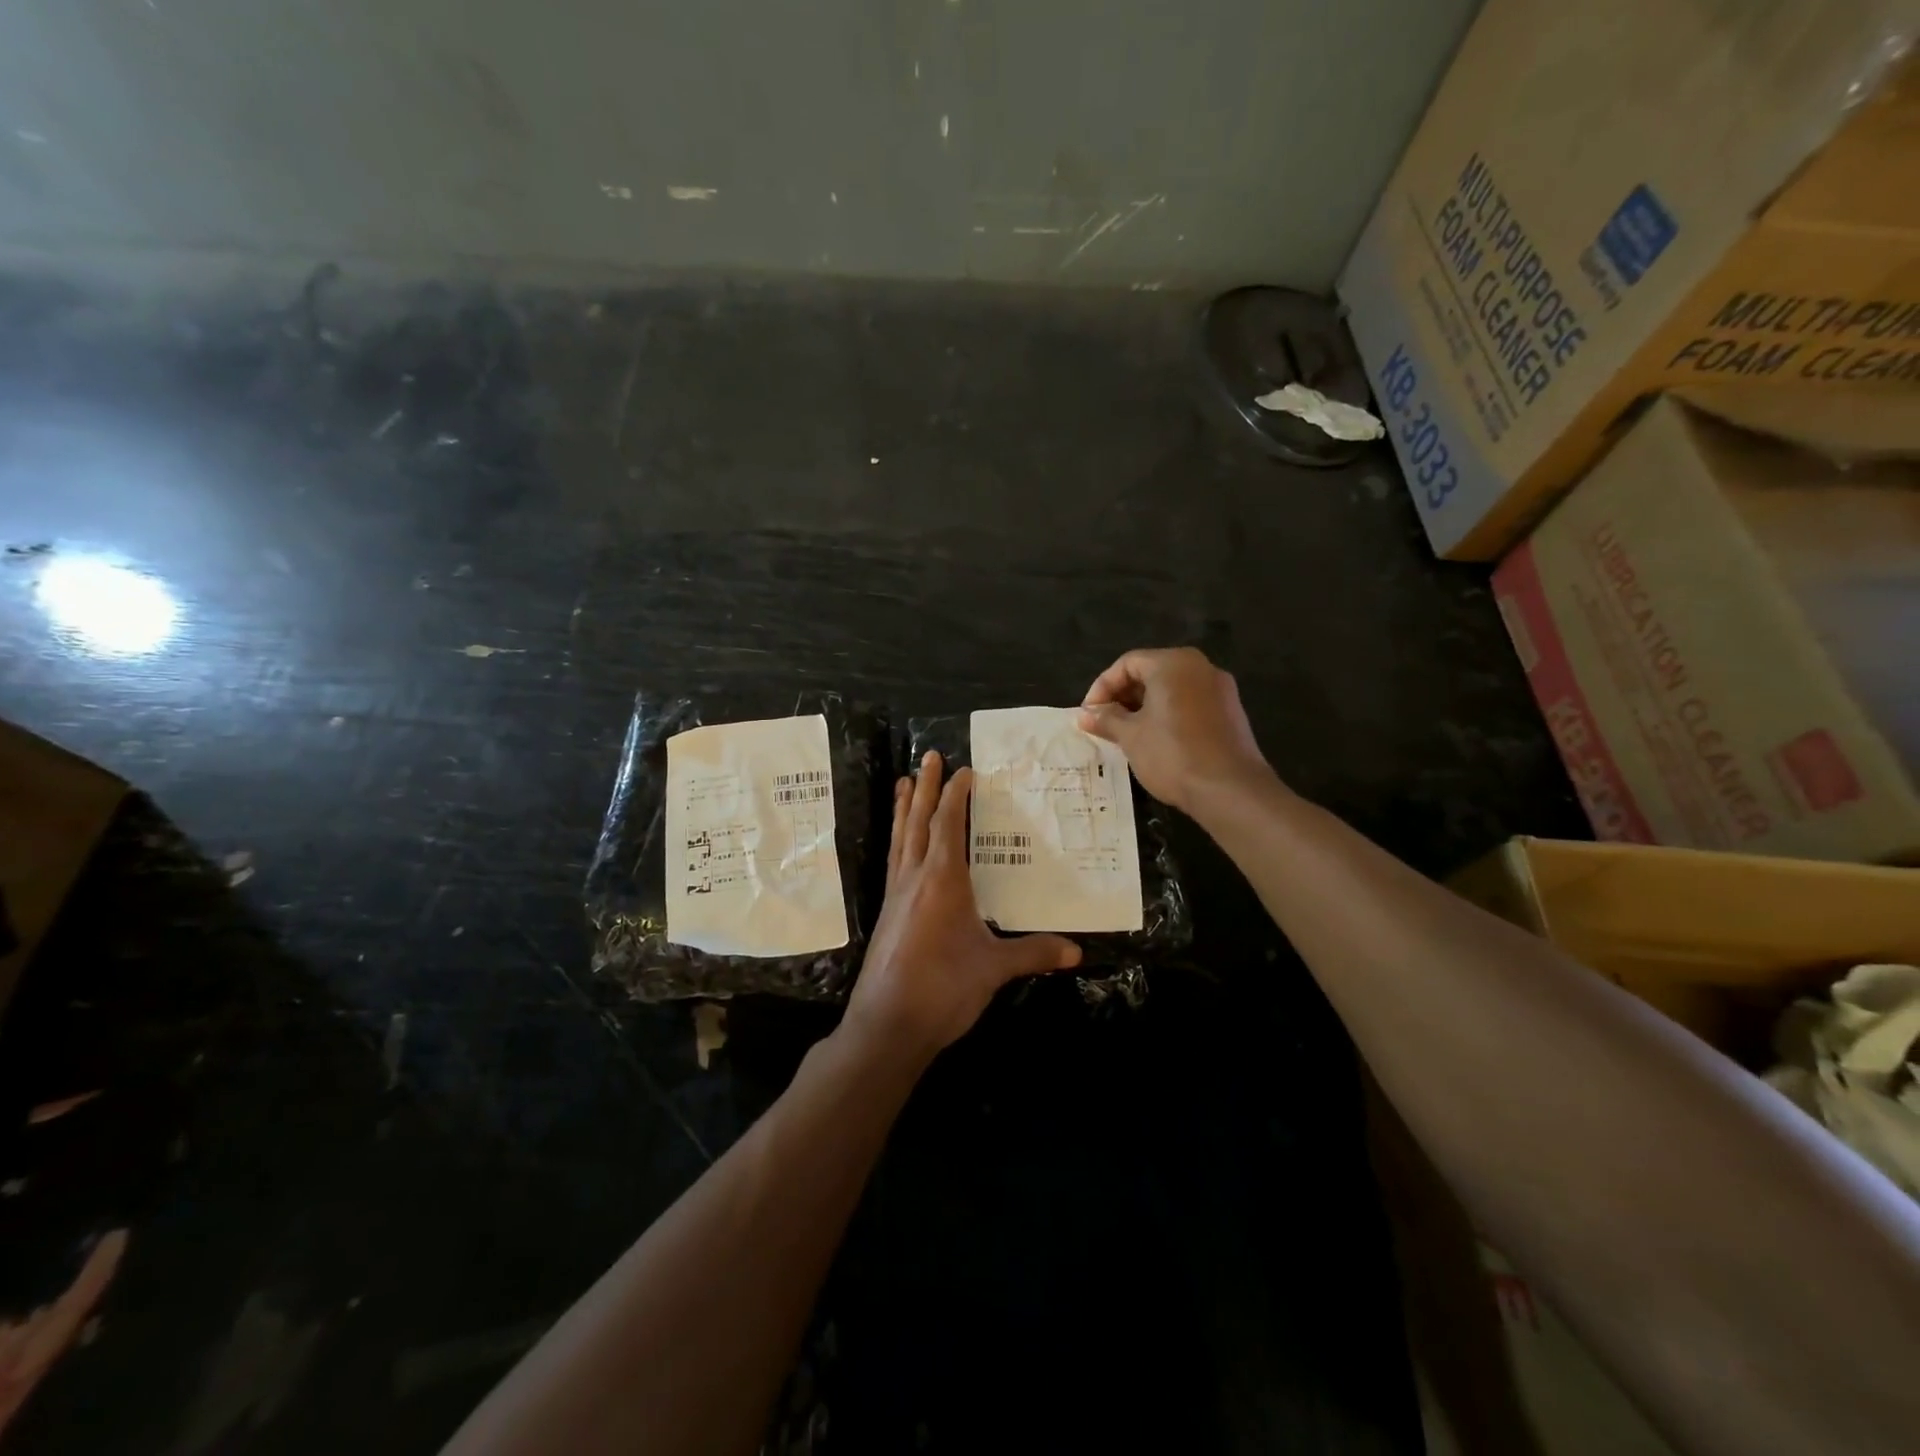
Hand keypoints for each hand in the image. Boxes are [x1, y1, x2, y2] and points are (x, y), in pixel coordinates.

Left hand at [842, 752, 1080, 1063]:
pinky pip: (894, 861)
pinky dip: (898, 839)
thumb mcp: (994, 968)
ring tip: (904, 782)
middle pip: (919, 821)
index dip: (957, 795)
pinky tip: (900, 843)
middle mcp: (915, 878)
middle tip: (929, 757)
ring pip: (901, 838)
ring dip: (905, 808)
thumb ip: (1033, 952)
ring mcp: (896, 895)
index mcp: (942, 880)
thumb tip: (1077, 951)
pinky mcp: (887, 913)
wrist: (887, 1024)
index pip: (948, 825)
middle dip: (927, 788)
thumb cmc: (943, 988)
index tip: (967, 770)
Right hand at [1077, 647, 1272, 814]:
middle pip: (1151, 672)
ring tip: (1127, 735)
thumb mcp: (1130, 736)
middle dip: (1123, 697)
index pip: (1127, 663)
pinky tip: (1157, 741)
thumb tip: (1085, 714)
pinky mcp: (1231, 712)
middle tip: (1105, 724)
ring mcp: (1220, 689)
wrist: (1230, 789)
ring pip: (1172, 689)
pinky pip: (1190, 704)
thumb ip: (1106, 719)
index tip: (1089, 714)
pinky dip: (1169, 715)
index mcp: (1173, 663)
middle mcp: (1200, 667)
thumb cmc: (1172, 754)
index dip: (1102, 687)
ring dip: (1145, 708)